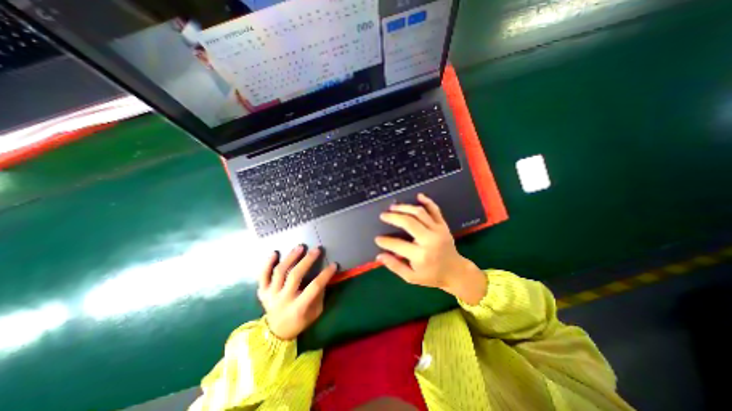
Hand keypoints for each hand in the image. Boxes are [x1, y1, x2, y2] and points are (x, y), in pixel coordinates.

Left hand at [257, 246, 336, 337]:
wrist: (275, 333)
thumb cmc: (299, 322)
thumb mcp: (315, 313)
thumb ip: (319, 295)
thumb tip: (324, 277)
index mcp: (298, 307)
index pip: (314, 287)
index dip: (325, 275)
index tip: (334, 264)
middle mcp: (283, 300)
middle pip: (295, 275)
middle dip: (307, 260)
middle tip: (317, 249)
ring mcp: (270, 295)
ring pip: (280, 272)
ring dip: (291, 257)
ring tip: (300, 247)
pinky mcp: (262, 292)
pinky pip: (262, 276)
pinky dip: (267, 263)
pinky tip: (275, 253)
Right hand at [377, 194, 484, 305]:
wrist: (455, 271)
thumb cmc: (432, 276)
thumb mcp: (411, 277)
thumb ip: (395, 266)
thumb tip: (379, 256)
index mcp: (421, 255)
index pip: (398, 245)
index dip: (385, 241)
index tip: (377, 239)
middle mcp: (430, 240)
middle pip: (409, 222)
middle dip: (393, 217)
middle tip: (383, 215)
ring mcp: (438, 230)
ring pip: (420, 213)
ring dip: (405, 207)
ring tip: (393, 207)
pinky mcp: (443, 225)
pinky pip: (435, 210)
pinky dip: (427, 201)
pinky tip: (418, 196)